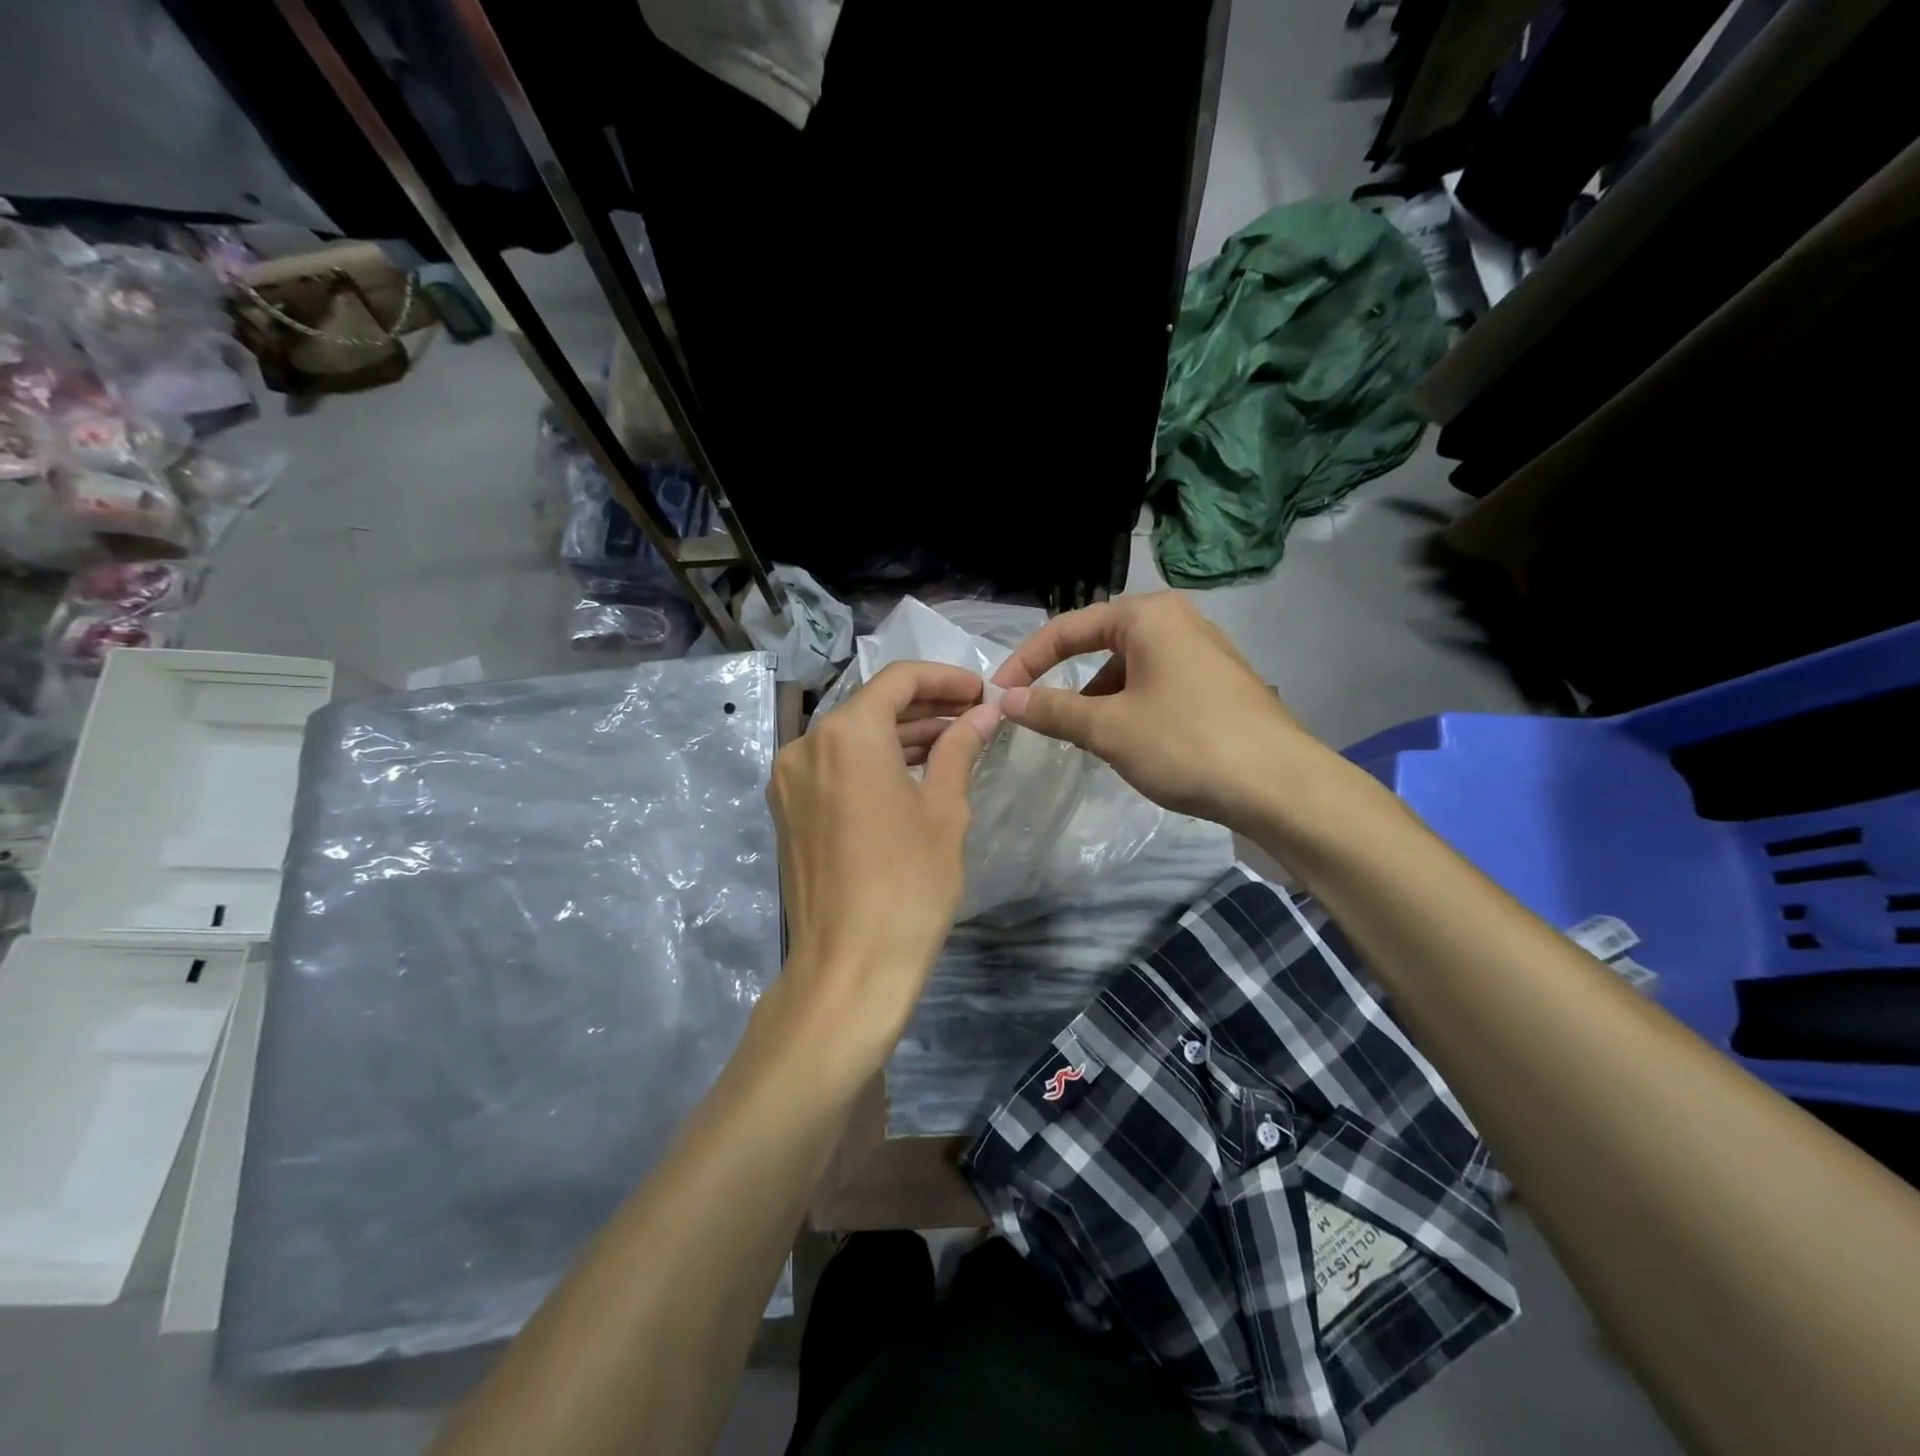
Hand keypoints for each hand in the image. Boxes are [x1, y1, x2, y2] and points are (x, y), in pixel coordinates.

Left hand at [767, 661, 1000, 1055]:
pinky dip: (871, 762)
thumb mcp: (944, 810)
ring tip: (950, 743)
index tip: (980, 691)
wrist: (849, 967)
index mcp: (846, 733)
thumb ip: (959, 749)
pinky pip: (834, 767)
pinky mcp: (787, 811)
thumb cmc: (909, 884)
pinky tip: (910, 773)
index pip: (899, 679)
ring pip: (851, 737)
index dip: (945, 679)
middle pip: (871, 706)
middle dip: (924, 707)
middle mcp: (806, 744)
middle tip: (973, 717)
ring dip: (898, 735)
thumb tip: (983, 714)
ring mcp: (789, 779)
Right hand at [991, 593, 1315, 834]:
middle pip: (1100, 643)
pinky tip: (1130, 741)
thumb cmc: (1185, 743)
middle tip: (1040, 714)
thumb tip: (1008, 701)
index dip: (1027, 661)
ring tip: (1086, 735)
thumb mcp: (1108, 728)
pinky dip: (1131, 705)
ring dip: (1099, 697)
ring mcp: (1204, 650)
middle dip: (1066, 678)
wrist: (1280, 785)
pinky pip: (1157, 683)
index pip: (1067, 628)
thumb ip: (1053, 710)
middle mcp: (1177, 620)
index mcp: (1147, 616)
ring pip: (1130, 667)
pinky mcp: (1219, 682)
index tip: (999, 694)